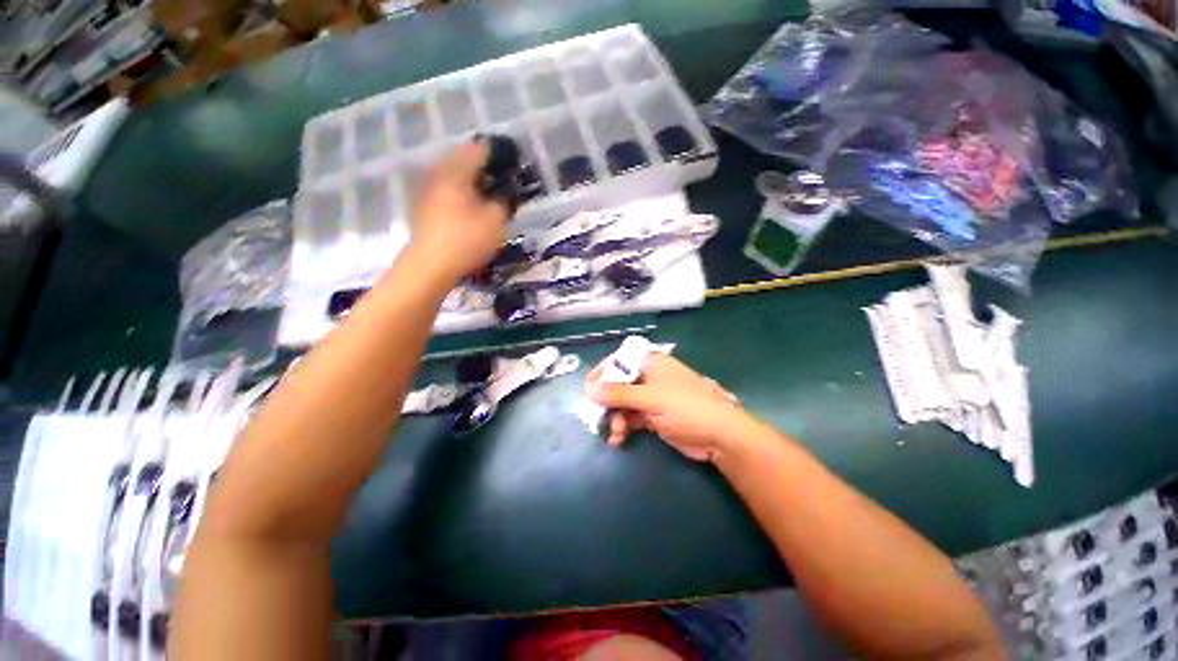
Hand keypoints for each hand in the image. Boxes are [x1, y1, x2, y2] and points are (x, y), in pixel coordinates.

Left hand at [409, 140, 509, 281]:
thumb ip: (505, 201)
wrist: (431, 266)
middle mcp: (439, 174)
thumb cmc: (466, 240)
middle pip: (464, 160)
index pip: (479, 149)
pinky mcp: (427, 207)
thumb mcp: (496, 221)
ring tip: (491, 193)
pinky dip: (464, 193)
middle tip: (504, 179)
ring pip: (455, 176)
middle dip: (485, 166)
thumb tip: (506, 191)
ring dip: (474, 180)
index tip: (513, 162)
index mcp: (456, 172)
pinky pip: (449, 190)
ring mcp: (430, 191)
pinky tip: (474, 206)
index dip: (498, 153)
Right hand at [585, 355, 752, 461]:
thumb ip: (619, 393)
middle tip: (596, 417)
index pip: (620, 361)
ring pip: (623, 403)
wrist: (720, 436)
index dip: (603, 373)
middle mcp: (650, 377)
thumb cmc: (687, 407)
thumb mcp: (651, 398)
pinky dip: (623, 427)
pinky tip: (618, 439)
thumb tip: (588, 389)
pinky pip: (631, 417)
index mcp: (651, 363)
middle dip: (608, 402)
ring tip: (615, 434)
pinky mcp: (654, 416)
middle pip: (619, 384)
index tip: (588, 388)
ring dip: (615, 418)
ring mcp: (652, 397)